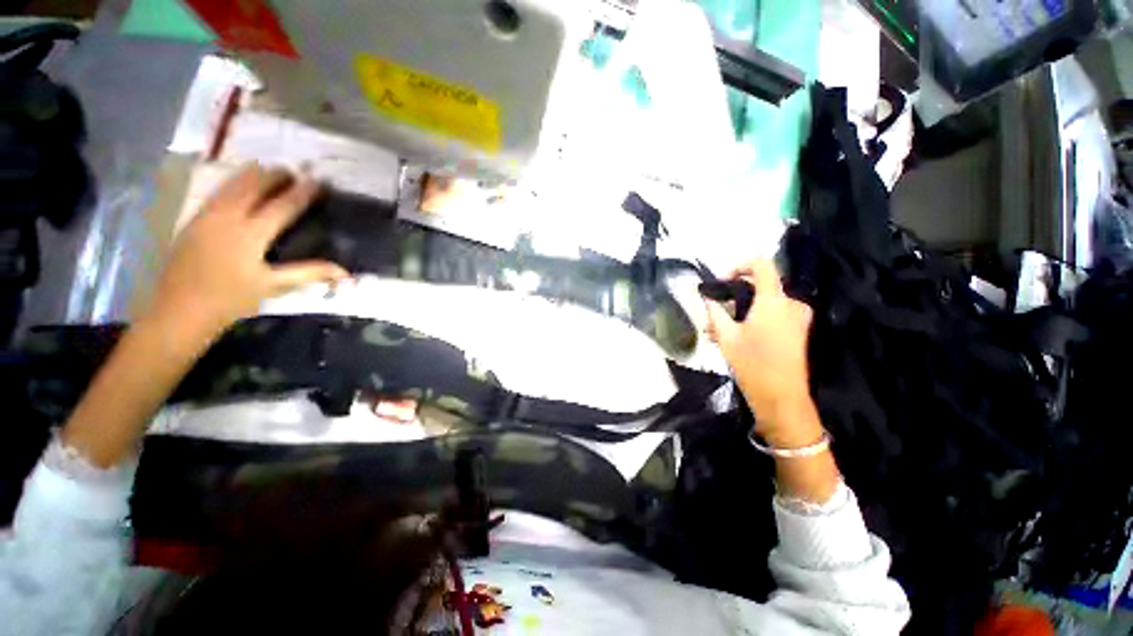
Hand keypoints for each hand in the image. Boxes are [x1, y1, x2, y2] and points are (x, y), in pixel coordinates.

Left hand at [146, 164, 347, 340]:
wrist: (179, 310)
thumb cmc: (231, 300)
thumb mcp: (273, 286)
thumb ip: (309, 273)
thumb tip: (344, 272)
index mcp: (250, 234)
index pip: (281, 206)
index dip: (301, 193)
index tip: (317, 181)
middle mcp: (227, 218)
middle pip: (252, 186)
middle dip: (273, 176)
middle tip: (292, 171)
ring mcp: (206, 216)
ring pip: (231, 185)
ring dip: (251, 175)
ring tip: (266, 169)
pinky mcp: (193, 220)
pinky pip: (217, 193)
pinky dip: (232, 184)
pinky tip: (238, 184)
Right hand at [704, 259, 818, 445]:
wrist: (782, 398)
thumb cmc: (752, 364)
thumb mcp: (726, 336)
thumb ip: (714, 311)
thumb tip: (706, 297)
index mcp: (774, 300)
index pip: (761, 264)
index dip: (739, 266)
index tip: (721, 281)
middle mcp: (790, 303)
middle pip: (759, 286)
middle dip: (732, 297)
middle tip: (712, 312)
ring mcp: (796, 318)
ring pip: (763, 304)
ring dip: (738, 312)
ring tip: (715, 330)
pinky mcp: (797, 331)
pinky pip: (771, 315)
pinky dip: (751, 320)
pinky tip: (732, 336)